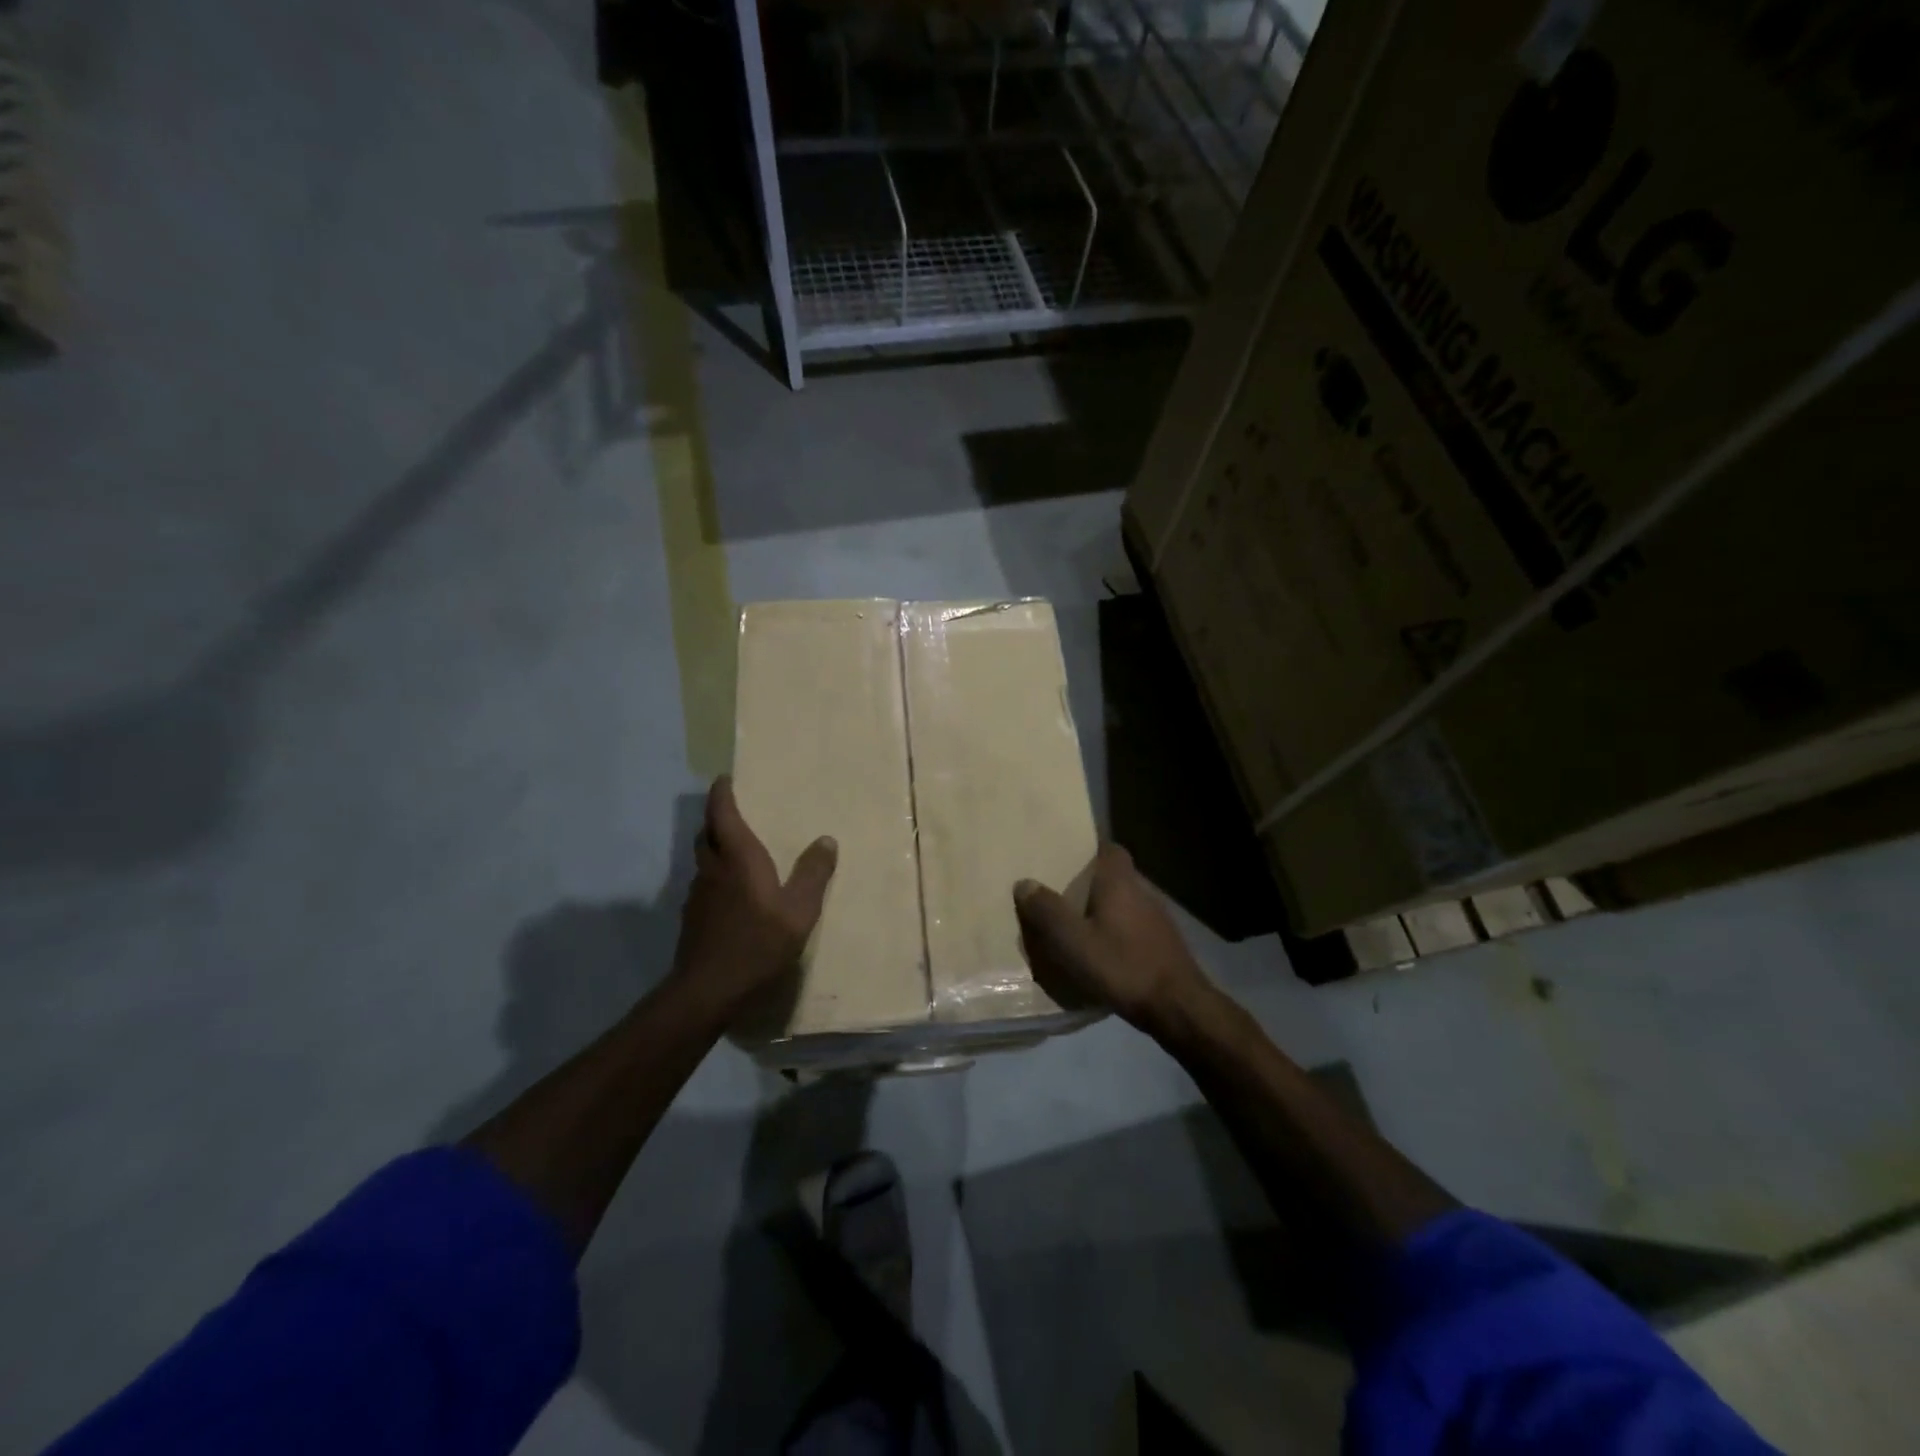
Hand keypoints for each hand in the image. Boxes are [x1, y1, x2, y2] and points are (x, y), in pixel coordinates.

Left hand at [671, 777, 837, 1018]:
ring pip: (703, 859)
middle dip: (717, 818)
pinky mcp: (693, 918)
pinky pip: (704, 883)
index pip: (723, 814)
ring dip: (715, 847)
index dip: (722, 794)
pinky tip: (732, 893)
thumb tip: (826, 840)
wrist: (707, 990)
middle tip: (733, 811)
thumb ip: (814, 874)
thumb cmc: (757, 943)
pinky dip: (715, 875)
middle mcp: (713, 869)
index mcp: (738, 858)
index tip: (725, 779)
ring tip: (736, 850)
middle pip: (707, 833)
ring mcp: (698, 895)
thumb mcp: (799, 911)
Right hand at [1014, 844, 1209, 1032]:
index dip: (1089, 850)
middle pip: (1114, 876)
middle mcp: (1142, 891)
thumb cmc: (1122, 966)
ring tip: (1075, 926)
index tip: (1065, 858)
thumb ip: (1047, 911)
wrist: (1178, 1007)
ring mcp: (1158, 918)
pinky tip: (1102, 953)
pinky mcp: (1164, 944)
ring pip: (1124, 903)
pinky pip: (1133, 927)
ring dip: (1103, 910)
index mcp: (1120, 882)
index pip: (1109, 848)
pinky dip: (1116, 933)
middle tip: (1060, 894)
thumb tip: (1024, 883)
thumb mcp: (1073, 941)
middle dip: (1089, 883)